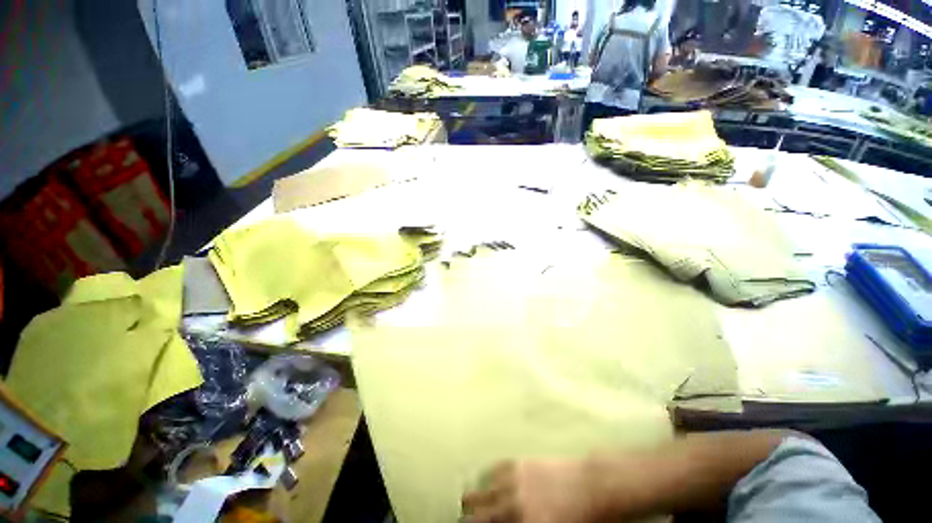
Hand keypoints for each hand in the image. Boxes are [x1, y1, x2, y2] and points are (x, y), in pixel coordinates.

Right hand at [461, 458, 595, 522]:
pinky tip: (490, 485)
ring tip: (473, 506)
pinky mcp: (518, 463)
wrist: (593, 484)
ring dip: (475, 502)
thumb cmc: (581, 519)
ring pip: (478, 493)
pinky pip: (492, 471)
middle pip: (476, 516)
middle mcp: (514, 506)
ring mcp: (514, 481)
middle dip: (469, 521)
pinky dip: (487, 480)